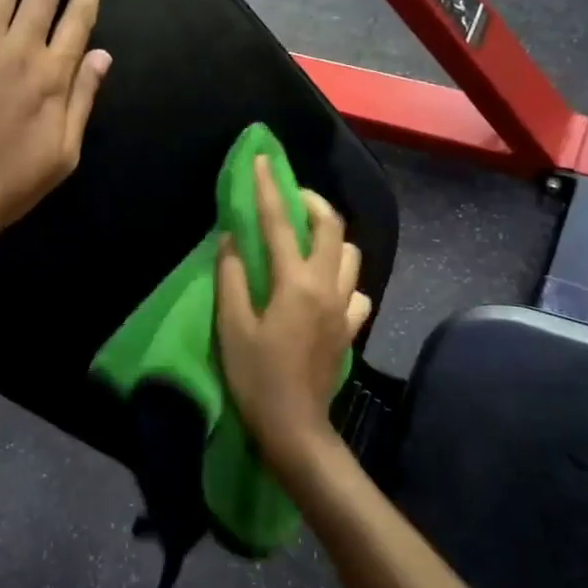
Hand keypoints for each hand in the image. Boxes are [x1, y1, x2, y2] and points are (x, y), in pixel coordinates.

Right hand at [216, 157, 371, 472]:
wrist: (294, 427)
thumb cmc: (255, 377)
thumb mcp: (231, 326)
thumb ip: (232, 276)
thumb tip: (232, 238)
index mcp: (295, 283)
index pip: (280, 223)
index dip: (269, 187)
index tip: (262, 160)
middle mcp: (327, 287)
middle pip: (332, 227)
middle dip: (312, 201)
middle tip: (290, 195)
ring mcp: (343, 307)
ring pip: (352, 254)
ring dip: (331, 236)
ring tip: (307, 238)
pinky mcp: (348, 328)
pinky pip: (356, 289)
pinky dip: (342, 276)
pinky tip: (324, 284)